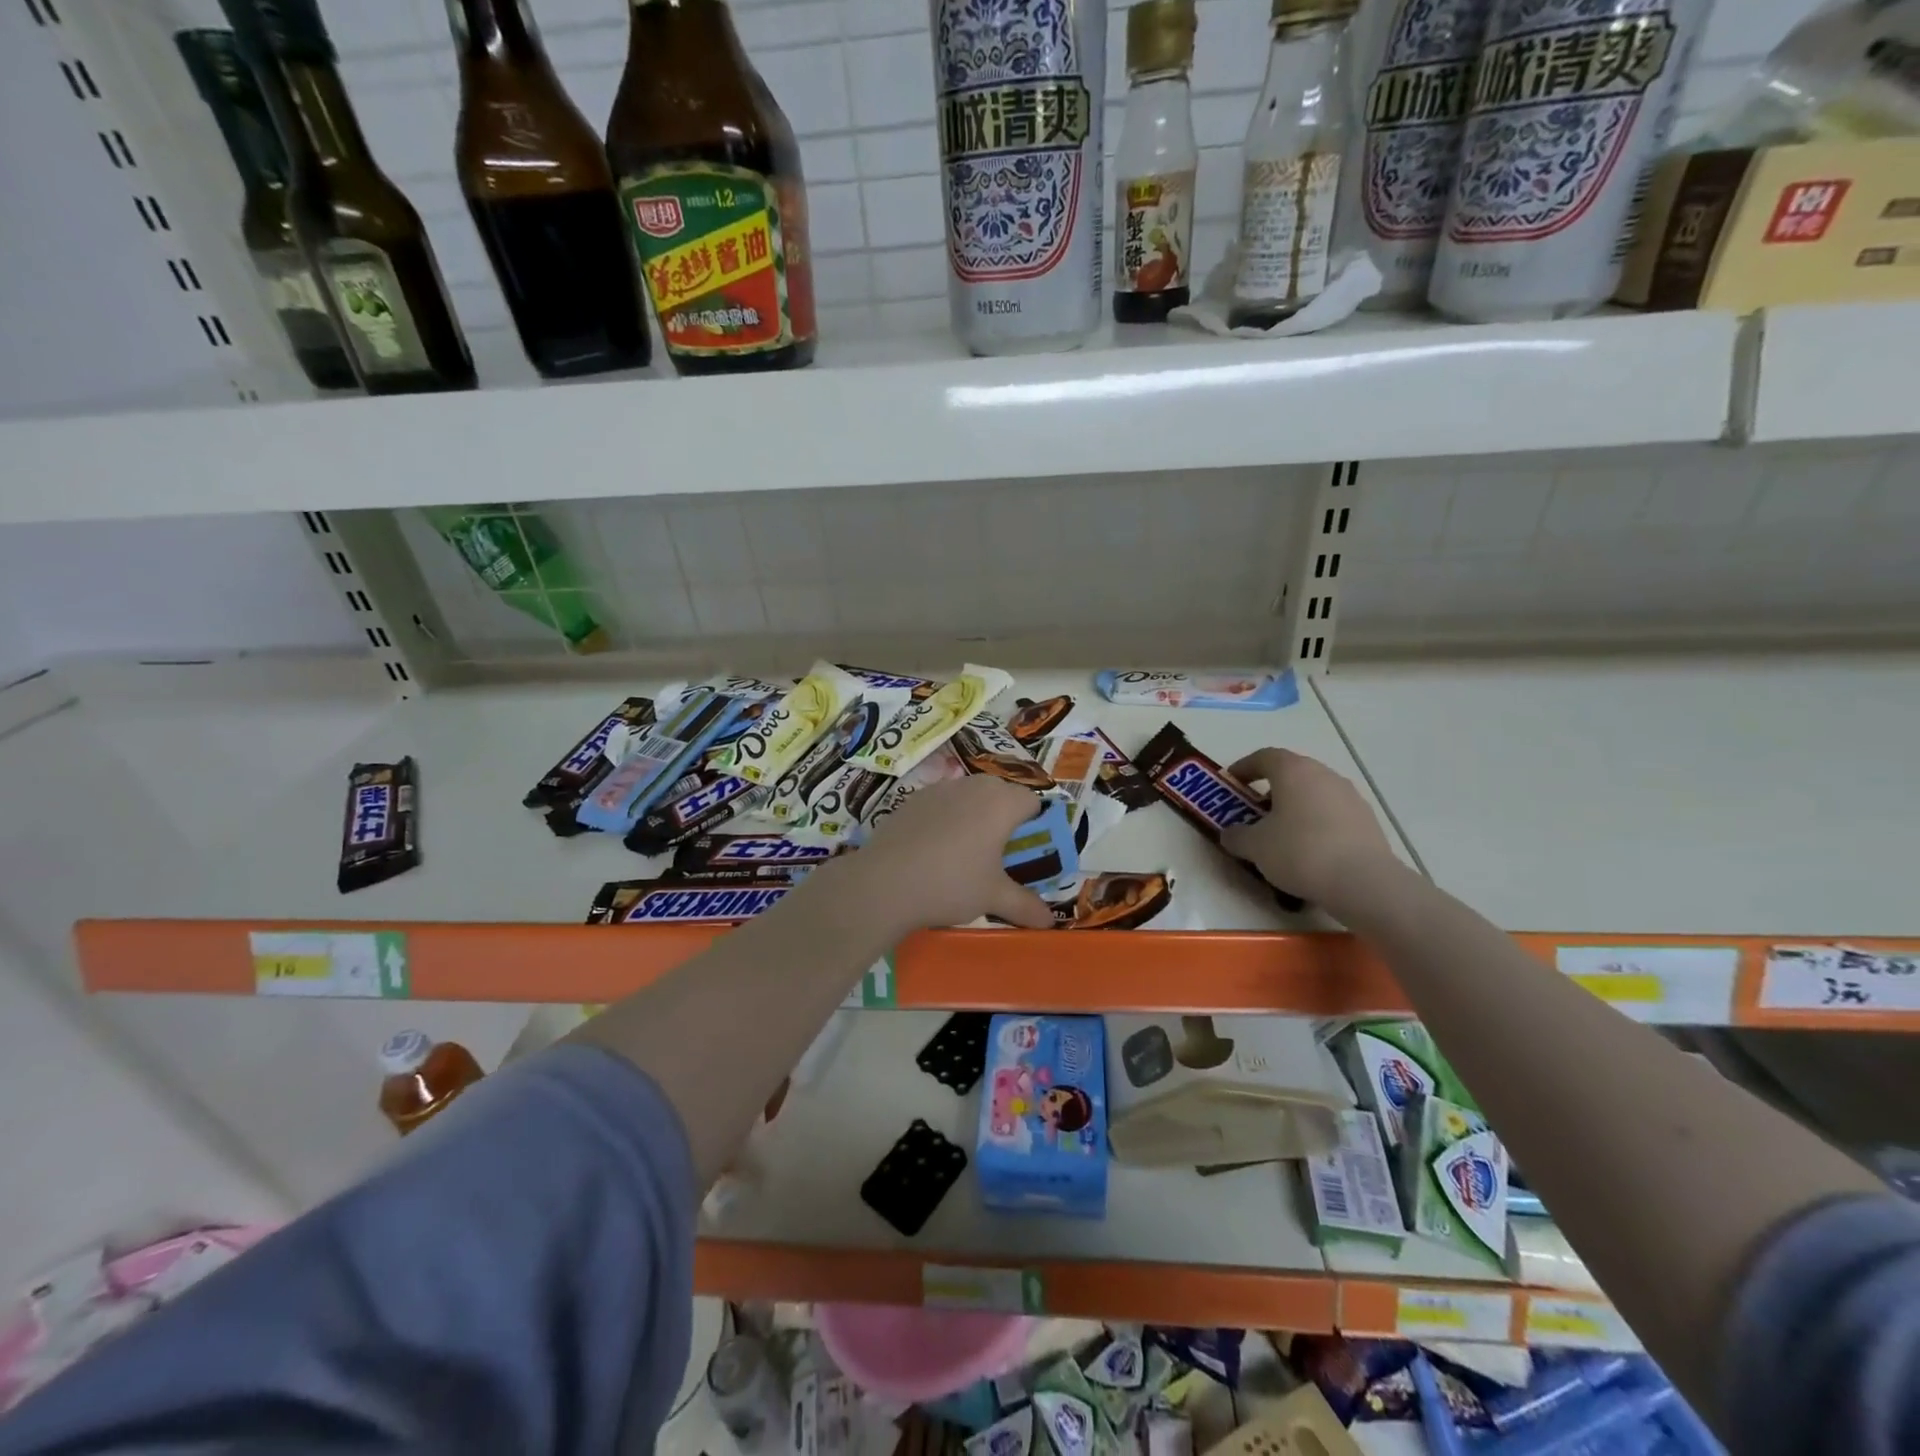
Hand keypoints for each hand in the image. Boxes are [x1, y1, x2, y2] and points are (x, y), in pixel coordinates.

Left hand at [846, 776, 1053, 932]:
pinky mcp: (912, 799)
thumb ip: (1025, 906)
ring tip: (964, 853)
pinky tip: (933, 851)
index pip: (1033, 801)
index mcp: (1001, 803)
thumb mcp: (993, 898)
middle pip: (1001, 793)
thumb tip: (1050, 922)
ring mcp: (940, 789)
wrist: (884, 882)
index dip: (1036, 824)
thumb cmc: (951, 884)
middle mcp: (973, 786)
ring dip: (974, 816)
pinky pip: (941, 804)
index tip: (1026, 851)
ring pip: (969, 796)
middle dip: (1005, 819)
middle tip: (999, 854)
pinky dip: (946, 819)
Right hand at [1219, 748, 1394, 907]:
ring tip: (1283, 835)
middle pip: (1292, 773)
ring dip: (1296, 807)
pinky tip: (1311, 851)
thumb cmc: (1299, 852)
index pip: (1264, 756)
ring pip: (1315, 793)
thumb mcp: (1255, 846)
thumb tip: (1230, 834)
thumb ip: (1236, 836)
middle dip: (1271, 789)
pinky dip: (1317, 824)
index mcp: (1294, 771)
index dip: (1244, 767)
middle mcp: (1324, 775)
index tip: (1232, 783)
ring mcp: (1350, 797)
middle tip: (1255, 811)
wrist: (1363, 882)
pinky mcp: (1368, 820)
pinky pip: (1333, 814)